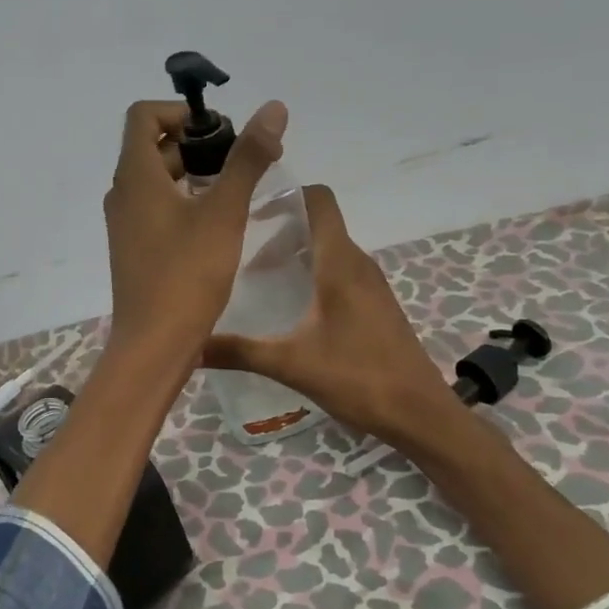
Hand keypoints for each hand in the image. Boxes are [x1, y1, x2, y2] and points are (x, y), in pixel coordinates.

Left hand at [103, 97, 287, 364]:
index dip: (181, 112)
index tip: (220, 132)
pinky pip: (158, 209)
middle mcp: (123, 194)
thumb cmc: (186, 274)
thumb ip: (247, 158)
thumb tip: (272, 108)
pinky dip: (185, 202)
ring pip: (158, 181)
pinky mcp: (135, 249)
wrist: (154, 344)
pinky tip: (218, 224)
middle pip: (154, 147)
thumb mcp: (224, 212)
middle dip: (197, 144)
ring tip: (236, 191)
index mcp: (135, 176)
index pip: (144, 116)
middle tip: (241, 161)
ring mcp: (126, 224)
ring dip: (194, 174)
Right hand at [202, 185, 457, 445]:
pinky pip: (339, 274)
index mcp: (340, 263)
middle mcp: (358, 264)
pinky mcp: (375, 306)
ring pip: (328, 251)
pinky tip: (289, 309)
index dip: (287, 195)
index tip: (250, 211)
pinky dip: (313, 276)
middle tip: (239, 254)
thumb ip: (240, 351)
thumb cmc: (358, 377)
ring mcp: (371, 285)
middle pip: (318, 225)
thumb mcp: (291, 364)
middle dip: (279, 232)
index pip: (319, 200)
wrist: (419, 414)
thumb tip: (189, 345)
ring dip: (295, 256)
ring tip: (256, 280)